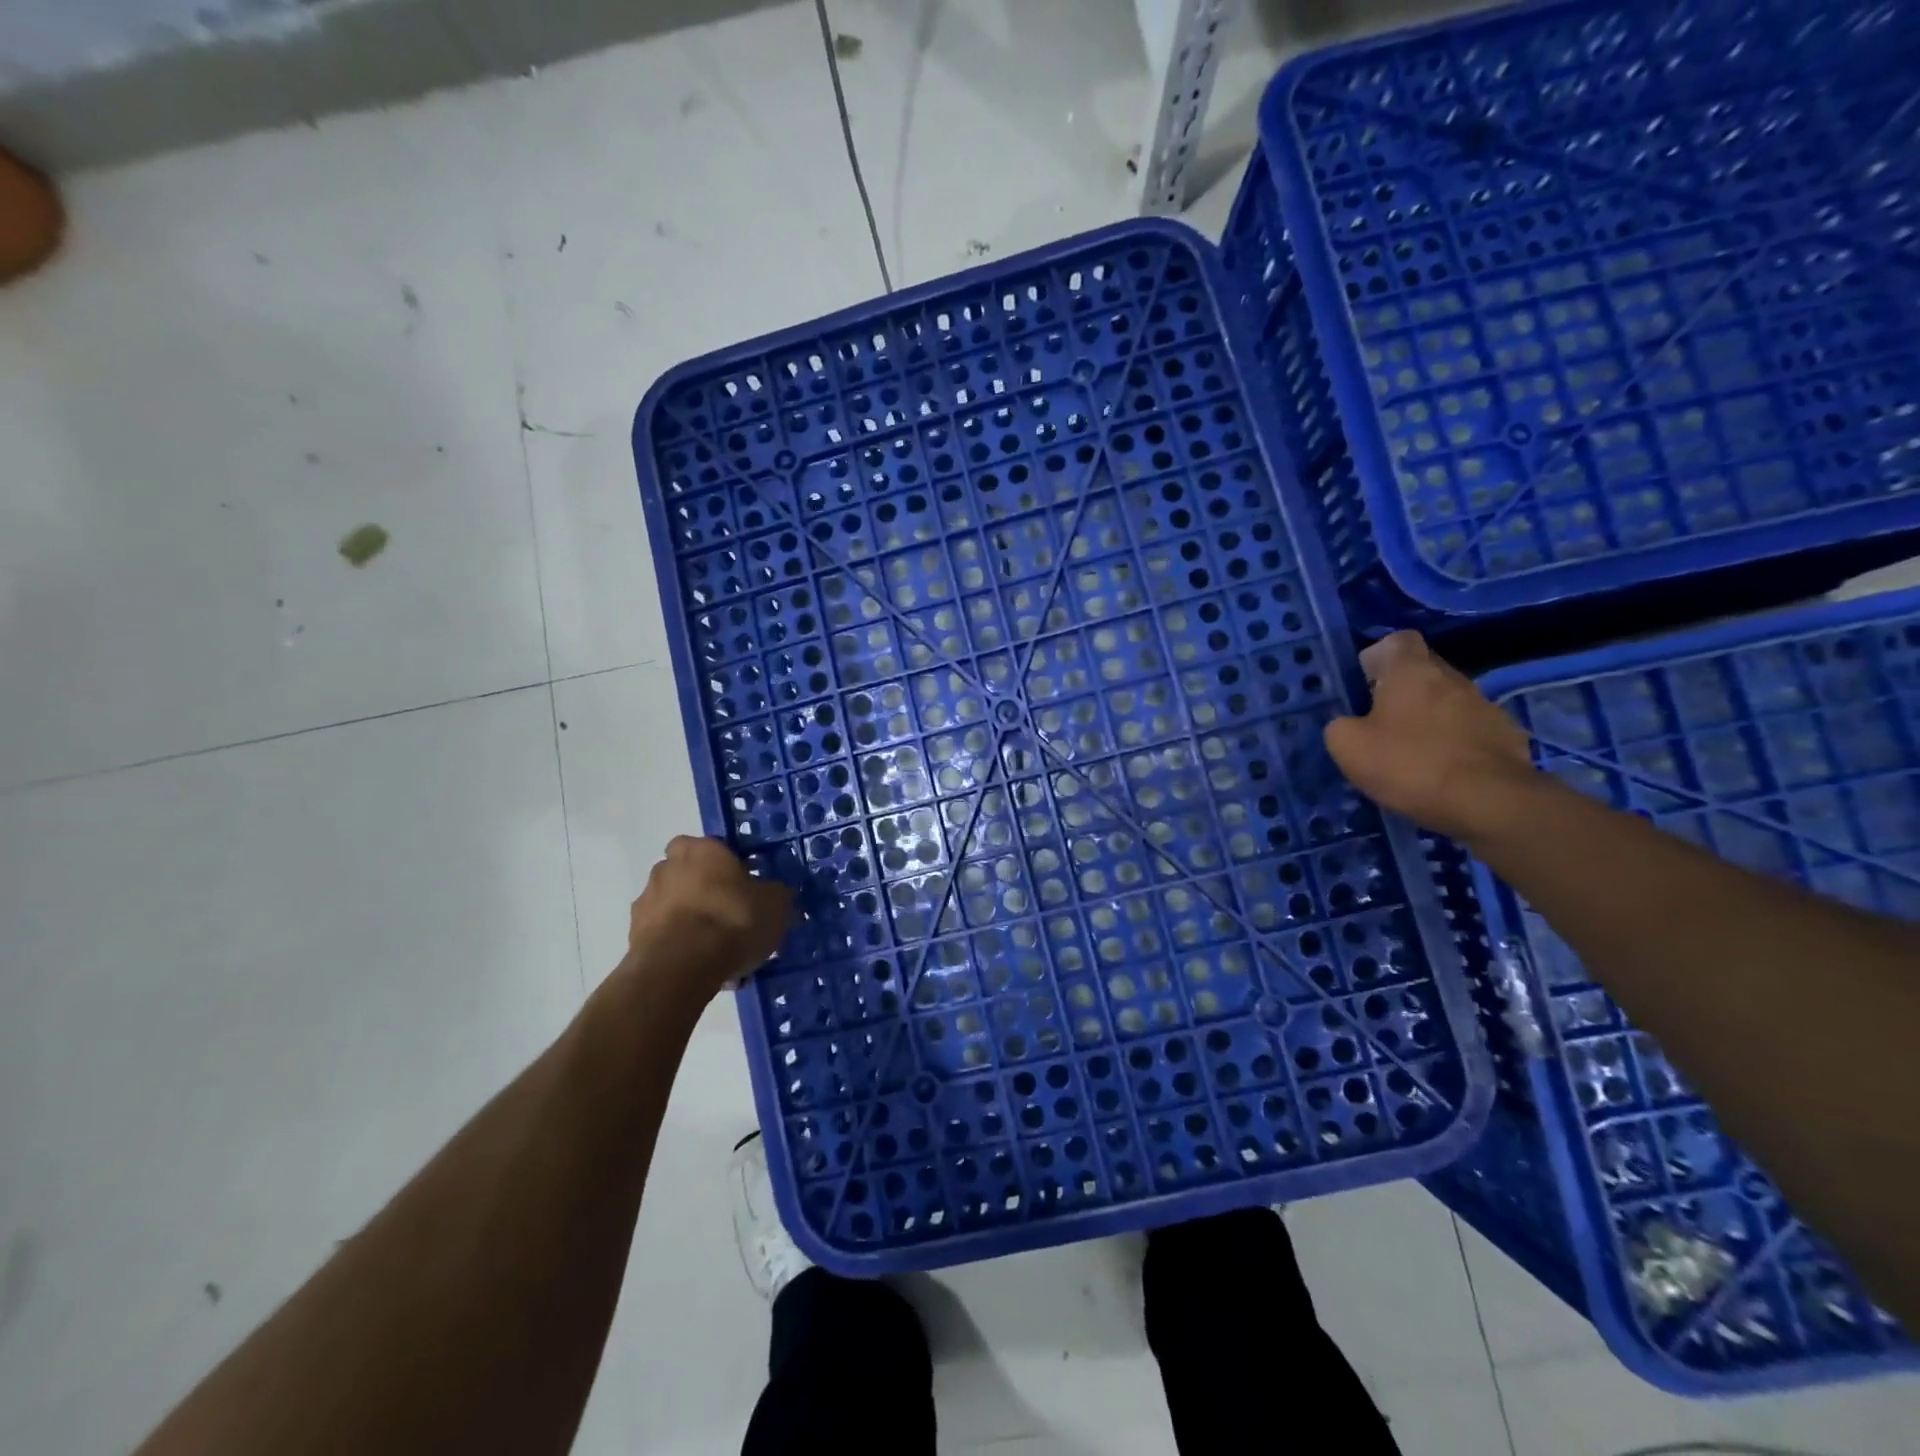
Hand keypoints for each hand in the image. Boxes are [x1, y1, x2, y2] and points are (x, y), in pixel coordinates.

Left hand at [625, 836, 793, 995]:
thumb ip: (775, 895)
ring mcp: (645, 902)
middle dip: (704, 892)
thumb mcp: (775, 905)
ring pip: (674, 907)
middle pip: (689, 875)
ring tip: (718, 951)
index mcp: (701, 849)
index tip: (744, 885)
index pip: (712, 846)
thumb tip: (775, 894)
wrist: (681, 968)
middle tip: (730, 916)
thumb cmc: (732, 920)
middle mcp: (667, 867)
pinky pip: (664, 937)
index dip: (727, 865)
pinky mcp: (634, 937)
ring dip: (690, 921)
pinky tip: (702, 968)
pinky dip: (679, 947)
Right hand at [1323, 631, 1536, 843]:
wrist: (1489, 803)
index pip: (1398, 640)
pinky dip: (1454, 745)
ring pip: (1448, 702)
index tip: (1365, 684)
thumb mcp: (1348, 746)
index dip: (1379, 656)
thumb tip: (1347, 724)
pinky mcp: (1507, 737)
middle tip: (1380, 724)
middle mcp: (1453, 678)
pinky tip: (1441, 773)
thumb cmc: (1409, 764)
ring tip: (1411, 754)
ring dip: (1430, 720)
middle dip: (1402, 692)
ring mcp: (1486, 707)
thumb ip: (1340, 725)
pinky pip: (1471, 731)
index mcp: (1412, 671)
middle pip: (1424, 672)